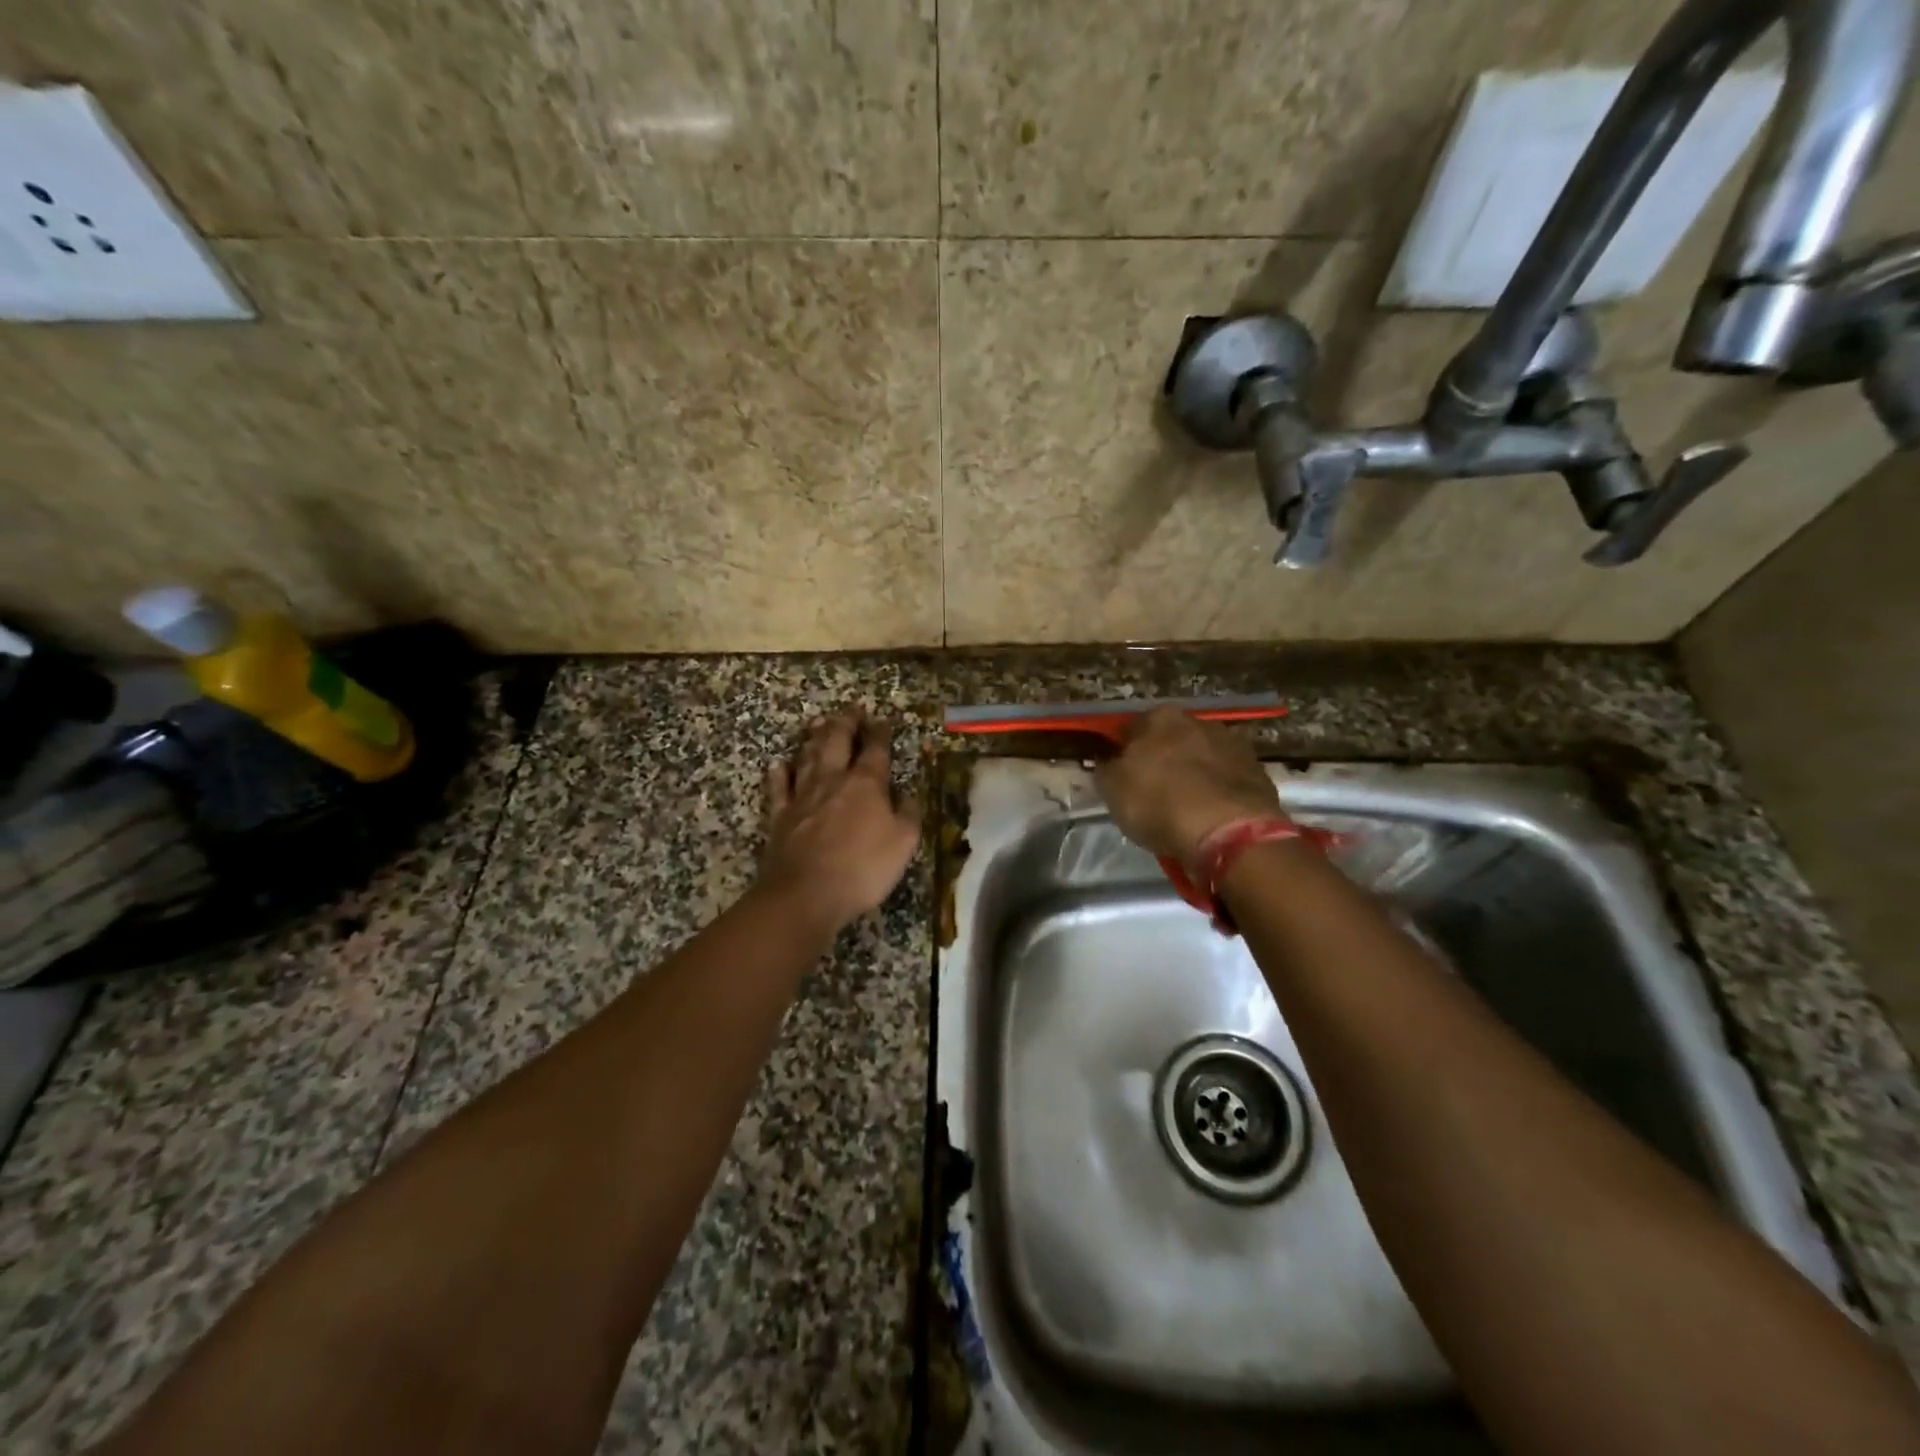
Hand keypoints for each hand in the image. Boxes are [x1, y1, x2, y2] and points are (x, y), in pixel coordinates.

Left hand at [759, 710, 921, 931]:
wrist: (805, 893)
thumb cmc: (862, 868)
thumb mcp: (903, 843)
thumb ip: (908, 814)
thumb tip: (907, 795)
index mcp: (866, 784)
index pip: (875, 749)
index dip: (880, 732)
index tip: (882, 719)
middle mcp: (833, 780)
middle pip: (837, 741)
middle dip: (845, 722)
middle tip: (850, 709)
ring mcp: (802, 796)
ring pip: (808, 757)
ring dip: (814, 737)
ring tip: (818, 722)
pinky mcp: (780, 816)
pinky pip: (778, 787)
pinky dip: (779, 773)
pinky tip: (779, 763)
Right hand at [1095, 706, 1286, 862]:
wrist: (1228, 831)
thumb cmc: (1159, 802)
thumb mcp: (1112, 788)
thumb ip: (1107, 769)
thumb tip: (1109, 762)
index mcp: (1160, 717)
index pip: (1132, 728)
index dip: (1124, 752)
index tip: (1121, 775)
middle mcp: (1199, 721)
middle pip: (1172, 740)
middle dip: (1164, 760)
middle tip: (1153, 791)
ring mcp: (1234, 745)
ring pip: (1203, 758)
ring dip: (1194, 775)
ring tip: (1185, 807)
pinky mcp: (1259, 773)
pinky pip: (1228, 780)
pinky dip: (1219, 793)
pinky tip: (1211, 816)